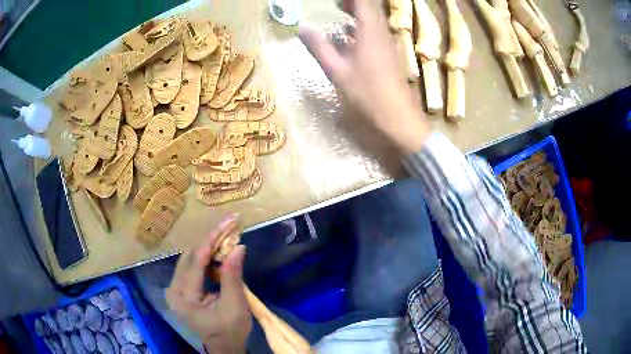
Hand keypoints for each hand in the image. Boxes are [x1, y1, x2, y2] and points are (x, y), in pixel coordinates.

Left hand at [166, 214, 250, 353]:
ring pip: (190, 258)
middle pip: (190, 256)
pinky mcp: (181, 289)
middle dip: (211, 240)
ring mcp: (175, 289)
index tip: (229, 222)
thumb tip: (238, 246)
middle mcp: (173, 289)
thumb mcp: (235, 306)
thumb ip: (232, 276)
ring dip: (208, 247)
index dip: (213, 239)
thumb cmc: (230, 330)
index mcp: (184, 297)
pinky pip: (192, 266)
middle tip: (230, 226)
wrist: (224, 347)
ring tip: (226, 236)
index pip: (196, 260)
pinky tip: (218, 252)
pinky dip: (206, 257)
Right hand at [299, 0, 430, 153]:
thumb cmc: (367, 93)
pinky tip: (350, 34)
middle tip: (335, 3)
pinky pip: (375, 31)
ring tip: (340, 10)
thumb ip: (319, 47)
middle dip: (353, 2)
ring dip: (358, 11)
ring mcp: (388, 43)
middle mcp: (381, 32)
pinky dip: (362, 26)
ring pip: (374, 18)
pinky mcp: (389, 54)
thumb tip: (301, 28)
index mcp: (369, 31)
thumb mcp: (337, 70)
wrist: (397, 115)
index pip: (363, 2)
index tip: (335, 0)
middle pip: (370, 7)